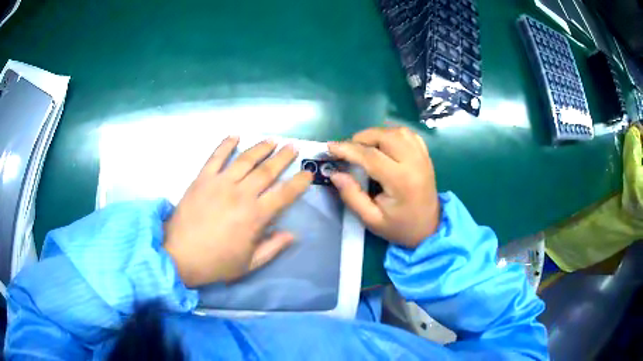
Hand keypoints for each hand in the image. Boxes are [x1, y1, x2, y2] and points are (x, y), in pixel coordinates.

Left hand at [164, 136, 312, 287]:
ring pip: (245, 160)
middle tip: (292, 147)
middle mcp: (241, 194)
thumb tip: (292, 234)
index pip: (284, 194)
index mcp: (255, 216)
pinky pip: (216, 157)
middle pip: (267, 171)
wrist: (179, 256)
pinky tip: (235, 136)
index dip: (299, 182)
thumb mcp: (249, 264)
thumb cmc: (216, 263)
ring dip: (261, 148)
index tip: (308, 173)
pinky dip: (225, 144)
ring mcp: (220, 183)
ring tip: (272, 141)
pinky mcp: (202, 178)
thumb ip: (272, 248)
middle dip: (283, 157)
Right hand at [328, 127, 438, 247]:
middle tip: (349, 149)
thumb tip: (335, 174)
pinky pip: (409, 134)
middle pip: (386, 136)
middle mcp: (414, 163)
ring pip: (398, 131)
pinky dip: (393, 134)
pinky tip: (384, 144)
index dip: (348, 149)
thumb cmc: (399, 227)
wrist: (429, 228)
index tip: (330, 147)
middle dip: (363, 137)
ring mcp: (423, 157)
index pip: (371, 156)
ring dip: (378, 133)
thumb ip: (352, 196)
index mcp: (401, 181)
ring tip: (365, 146)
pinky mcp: (426, 156)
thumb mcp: (371, 219)